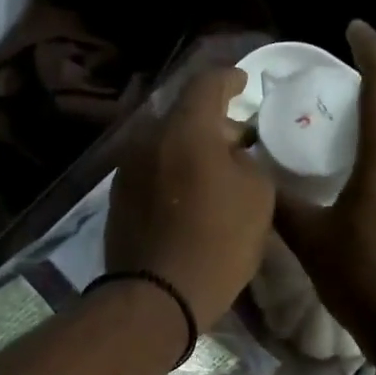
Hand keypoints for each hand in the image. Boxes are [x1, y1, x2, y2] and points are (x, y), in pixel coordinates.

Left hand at [106, 66, 275, 326]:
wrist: (158, 296)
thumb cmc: (218, 242)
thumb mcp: (257, 196)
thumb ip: (247, 160)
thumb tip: (231, 152)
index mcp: (186, 129)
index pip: (208, 82)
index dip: (230, 79)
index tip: (244, 84)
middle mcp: (148, 139)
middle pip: (183, 115)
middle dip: (212, 122)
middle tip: (237, 140)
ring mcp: (127, 169)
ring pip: (164, 144)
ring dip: (189, 149)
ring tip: (213, 172)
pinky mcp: (118, 198)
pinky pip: (151, 170)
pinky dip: (171, 172)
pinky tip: (187, 196)